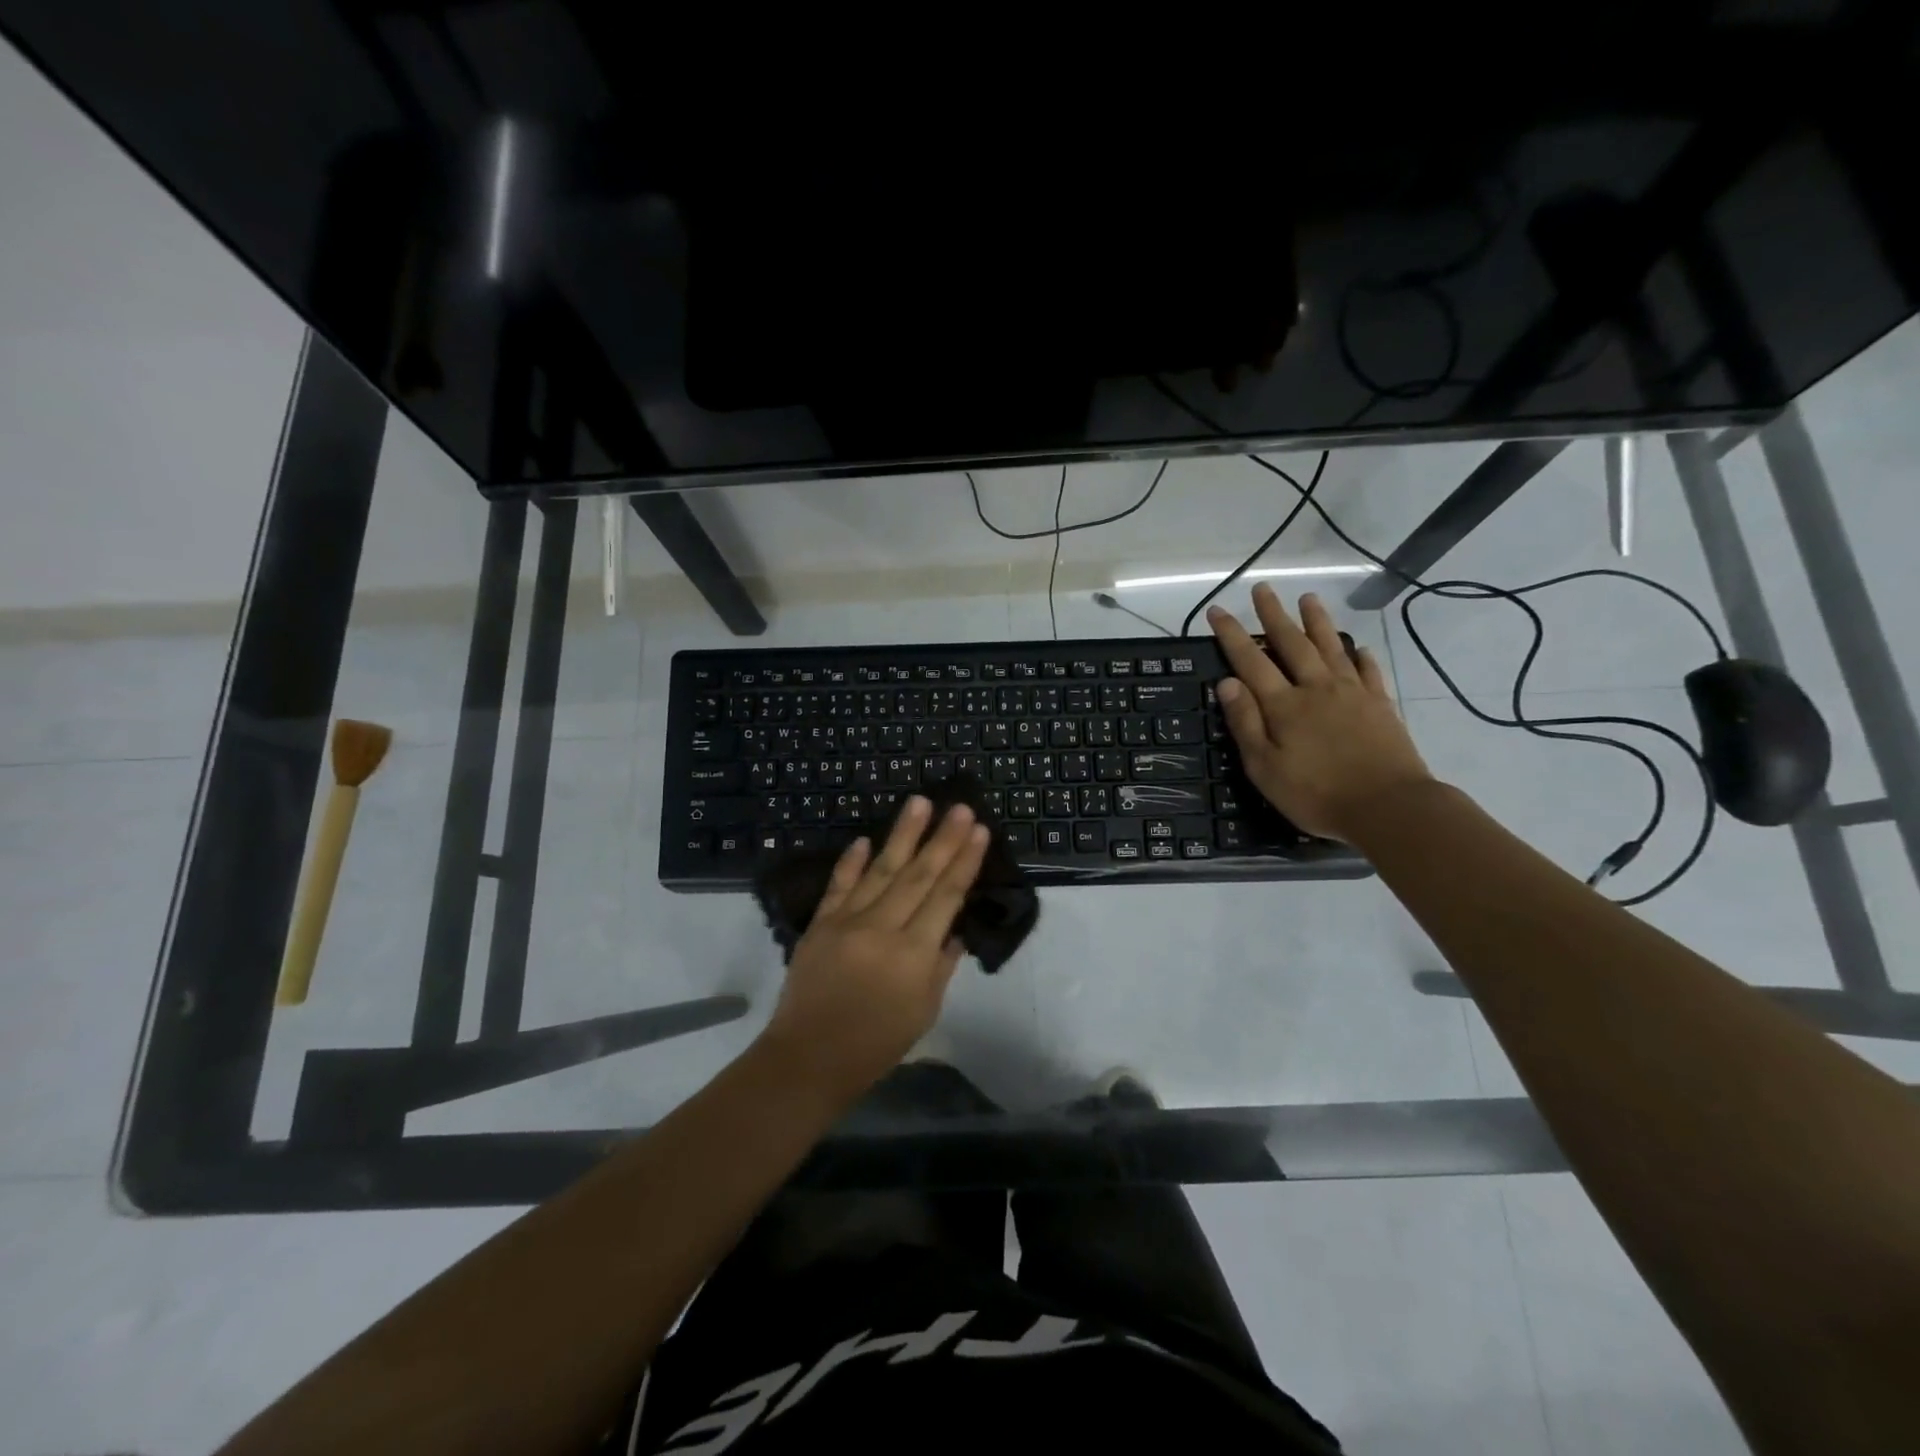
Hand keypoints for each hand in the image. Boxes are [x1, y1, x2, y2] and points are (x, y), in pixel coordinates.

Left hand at [759, 796, 991, 1105]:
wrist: (808, 1058)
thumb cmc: (875, 1045)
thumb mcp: (923, 1012)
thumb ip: (941, 966)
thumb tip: (953, 929)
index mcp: (913, 954)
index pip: (946, 896)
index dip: (964, 861)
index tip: (979, 831)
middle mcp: (882, 928)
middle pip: (918, 875)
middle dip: (942, 839)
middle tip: (960, 807)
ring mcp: (847, 921)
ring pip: (881, 869)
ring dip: (902, 834)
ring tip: (919, 802)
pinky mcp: (820, 923)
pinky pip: (839, 885)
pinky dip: (852, 861)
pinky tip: (865, 839)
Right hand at [1208, 585, 1434, 841]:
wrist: (1388, 806)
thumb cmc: (1316, 794)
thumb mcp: (1264, 767)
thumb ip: (1245, 723)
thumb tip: (1226, 683)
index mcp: (1284, 705)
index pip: (1251, 661)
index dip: (1232, 635)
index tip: (1218, 610)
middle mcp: (1316, 688)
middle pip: (1291, 643)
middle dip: (1273, 615)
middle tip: (1262, 588)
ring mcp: (1352, 693)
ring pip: (1330, 647)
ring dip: (1317, 622)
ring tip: (1308, 598)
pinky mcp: (1380, 704)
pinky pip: (1368, 671)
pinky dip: (1361, 655)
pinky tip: (1358, 646)